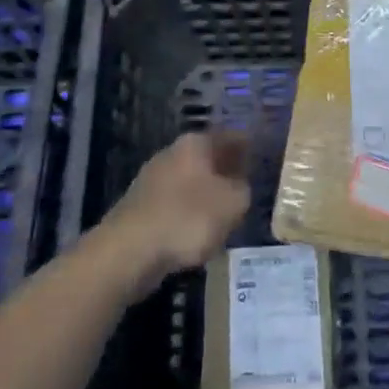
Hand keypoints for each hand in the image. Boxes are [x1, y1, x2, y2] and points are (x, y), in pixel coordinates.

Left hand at [96, 132, 250, 295]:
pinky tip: (197, 232)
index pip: (229, 136)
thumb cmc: (188, 218)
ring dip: (206, 194)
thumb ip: (243, 190)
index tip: (260, 156)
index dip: (247, 146)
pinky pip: (174, 205)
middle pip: (207, 157)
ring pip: (189, 182)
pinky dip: (188, 214)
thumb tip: (239, 186)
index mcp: (195, 143)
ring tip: (224, 213)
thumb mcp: (233, 203)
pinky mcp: (140, 207)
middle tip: (245, 186)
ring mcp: (152, 179)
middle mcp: (171, 153)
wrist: (129, 252)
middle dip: (225, 170)